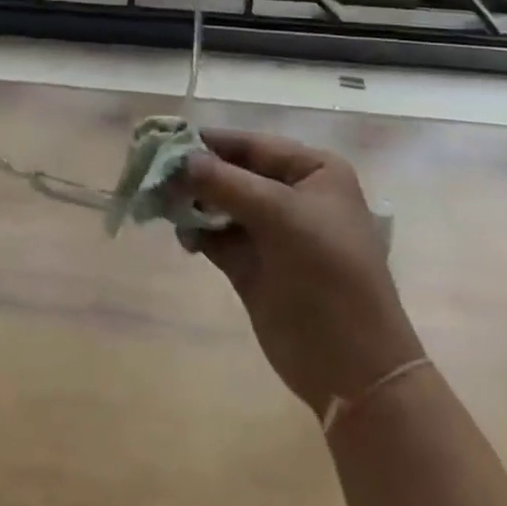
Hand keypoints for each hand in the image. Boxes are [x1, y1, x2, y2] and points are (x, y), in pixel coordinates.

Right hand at [178, 130, 420, 416]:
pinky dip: (196, 231)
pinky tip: (182, 234)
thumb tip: (180, 158)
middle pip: (233, 172)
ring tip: (161, 203)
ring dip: (192, 202)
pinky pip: (217, 236)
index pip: (253, 145)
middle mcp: (292, 195)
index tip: (166, 138)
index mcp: (313, 171)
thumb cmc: (327, 272)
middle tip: (154, 172)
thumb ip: (226, 183)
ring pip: (221, 204)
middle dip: (196, 173)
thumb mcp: (280, 215)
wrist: (352, 367)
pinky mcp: (253, 266)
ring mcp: (272, 232)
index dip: (211, 142)